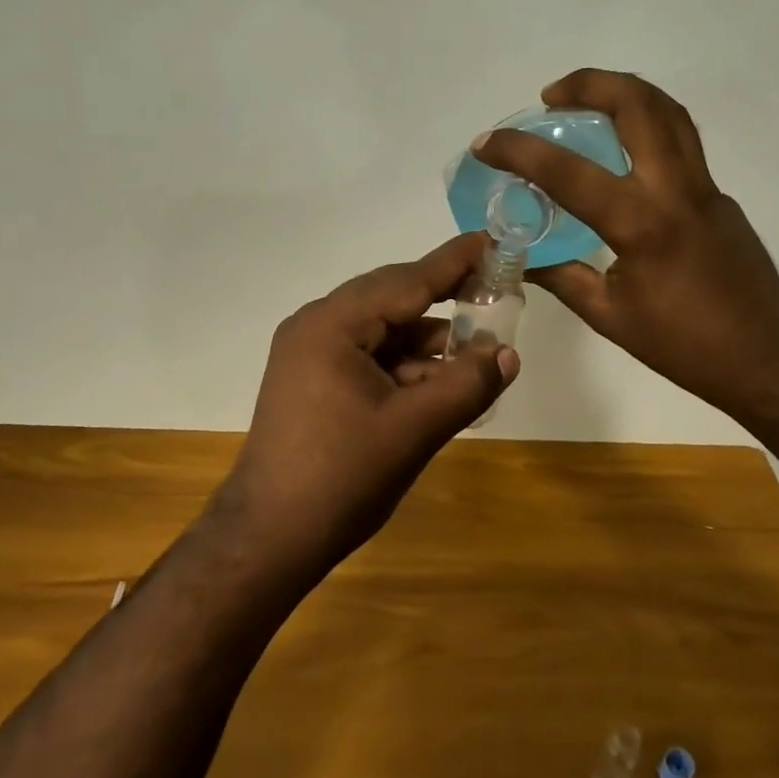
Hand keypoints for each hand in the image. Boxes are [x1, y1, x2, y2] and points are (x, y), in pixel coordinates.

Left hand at [215, 233, 519, 575]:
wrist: (271, 537)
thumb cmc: (342, 477)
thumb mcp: (415, 428)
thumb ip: (466, 384)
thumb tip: (507, 353)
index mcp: (332, 325)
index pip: (406, 281)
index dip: (453, 262)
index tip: (490, 240)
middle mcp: (316, 326)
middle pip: (392, 300)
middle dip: (444, 301)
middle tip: (493, 293)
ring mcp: (309, 354)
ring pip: (381, 332)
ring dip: (426, 343)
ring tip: (475, 356)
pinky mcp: (312, 381)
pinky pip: (367, 357)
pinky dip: (404, 367)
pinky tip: (438, 385)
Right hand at [475, 69, 778, 421]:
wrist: (766, 358)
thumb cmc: (683, 345)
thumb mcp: (608, 315)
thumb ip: (562, 276)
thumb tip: (521, 256)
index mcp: (641, 224)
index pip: (569, 172)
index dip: (519, 151)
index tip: (486, 143)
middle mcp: (676, 190)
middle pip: (639, 105)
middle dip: (589, 83)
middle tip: (552, 95)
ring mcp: (705, 188)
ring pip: (668, 112)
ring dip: (623, 93)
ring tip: (585, 104)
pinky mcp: (717, 197)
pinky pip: (679, 142)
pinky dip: (644, 127)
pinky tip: (619, 156)